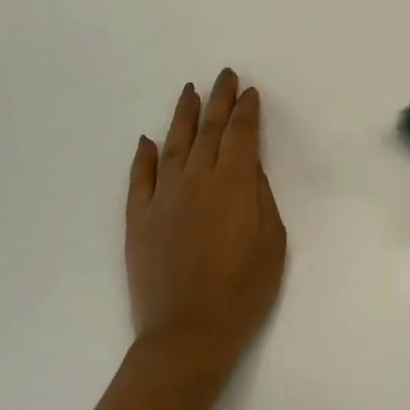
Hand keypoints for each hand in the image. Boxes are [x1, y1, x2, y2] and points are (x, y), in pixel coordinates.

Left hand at [127, 69, 286, 373]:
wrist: (188, 333)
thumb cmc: (244, 290)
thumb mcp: (272, 242)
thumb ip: (260, 197)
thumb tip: (249, 168)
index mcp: (234, 184)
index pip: (241, 135)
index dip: (246, 111)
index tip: (249, 92)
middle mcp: (196, 180)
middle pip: (208, 131)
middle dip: (218, 100)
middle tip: (223, 76)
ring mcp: (162, 197)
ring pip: (173, 145)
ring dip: (183, 116)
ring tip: (189, 92)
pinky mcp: (138, 219)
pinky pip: (139, 178)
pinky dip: (142, 156)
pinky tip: (146, 140)